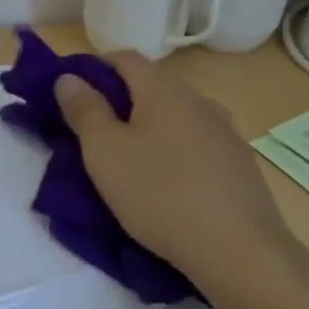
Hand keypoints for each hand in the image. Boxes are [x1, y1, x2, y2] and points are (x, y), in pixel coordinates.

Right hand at [54, 52, 308, 308]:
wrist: (240, 251)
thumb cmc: (160, 194)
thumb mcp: (105, 152)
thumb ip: (84, 110)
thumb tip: (69, 78)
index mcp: (164, 90)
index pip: (124, 58)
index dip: (93, 68)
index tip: (71, 95)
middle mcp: (199, 100)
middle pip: (151, 85)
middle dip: (119, 100)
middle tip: (93, 132)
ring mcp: (226, 132)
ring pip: (176, 115)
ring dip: (149, 127)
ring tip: (130, 159)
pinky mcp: (240, 164)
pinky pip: (196, 143)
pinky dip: (174, 150)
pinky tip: (167, 182)